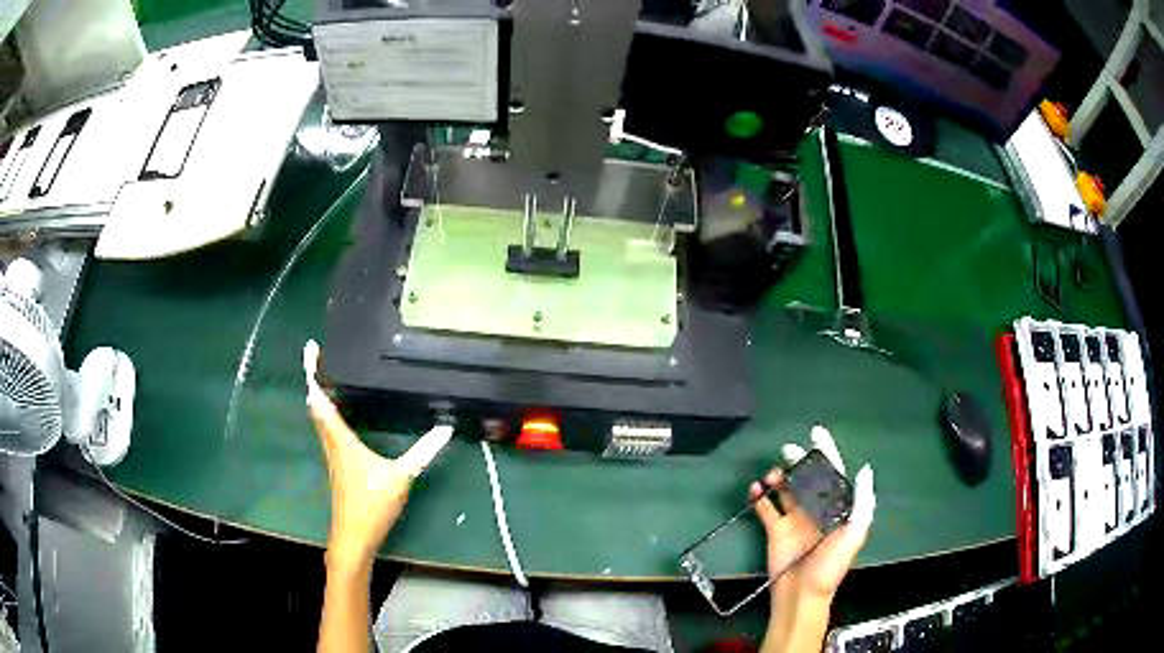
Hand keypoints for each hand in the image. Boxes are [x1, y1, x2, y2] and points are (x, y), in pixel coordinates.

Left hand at [304, 341, 452, 569]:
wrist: (353, 537)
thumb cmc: (371, 504)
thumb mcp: (401, 477)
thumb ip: (422, 452)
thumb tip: (445, 429)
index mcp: (340, 439)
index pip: (320, 399)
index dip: (313, 372)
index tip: (311, 349)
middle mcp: (331, 443)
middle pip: (316, 405)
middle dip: (316, 380)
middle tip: (323, 358)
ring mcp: (333, 456)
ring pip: (320, 419)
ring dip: (322, 397)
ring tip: (332, 379)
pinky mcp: (339, 466)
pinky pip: (329, 431)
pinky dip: (330, 415)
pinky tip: (343, 417)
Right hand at [751, 426, 875, 601]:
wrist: (802, 595)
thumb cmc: (830, 567)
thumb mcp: (853, 535)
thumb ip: (862, 503)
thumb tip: (863, 469)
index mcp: (837, 507)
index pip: (833, 473)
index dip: (827, 452)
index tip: (816, 433)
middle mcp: (816, 509)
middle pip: (807, 477)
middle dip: (800, 461)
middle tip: (789, 450)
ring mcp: (794, 518)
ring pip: (786, 488)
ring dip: (779, 477)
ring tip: (773, 474)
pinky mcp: (775, 529)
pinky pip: (766, 507)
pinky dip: (759, 496)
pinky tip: (755, 489)